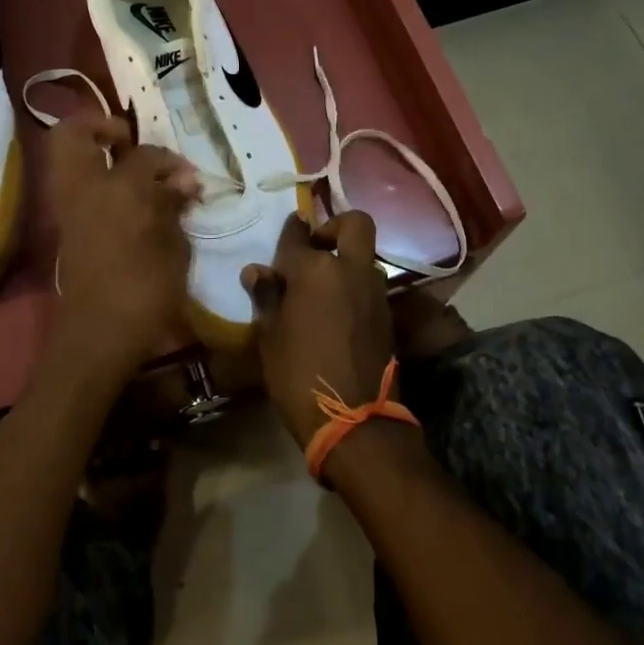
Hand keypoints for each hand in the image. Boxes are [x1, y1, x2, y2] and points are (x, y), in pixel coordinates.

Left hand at [47, 114, 199, 377]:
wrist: (99, 334)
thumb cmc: (147, 290)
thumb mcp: (174, 248)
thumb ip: (174, 207)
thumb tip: (183, 181)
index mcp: (120, 189)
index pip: (146, 155)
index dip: (171, 162)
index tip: (190, 179)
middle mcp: (87, 189)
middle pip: (73, 135)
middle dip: (99, 127)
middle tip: (127, 139)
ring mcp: (69, 208)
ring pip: (66, 159)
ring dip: (92, 152)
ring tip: (127, 167)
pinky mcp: (66, 228)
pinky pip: (73, 186)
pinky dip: (93, 179)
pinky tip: (125, 198)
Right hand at [241, 211, 395, 449]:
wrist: (355, 421)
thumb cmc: (299, 375)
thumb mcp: (270, 337)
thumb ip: (267, 297)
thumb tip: (257, 271)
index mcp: (314, 270)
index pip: (298, 235)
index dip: (290, 230)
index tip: (289, 227)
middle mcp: (349, 269)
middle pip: (354, 224)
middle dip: (335, 226)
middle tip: (316, 248)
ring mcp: (374, 291)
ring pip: (364, 255)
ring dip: (345, 260)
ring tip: (321, 287)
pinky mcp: (387, 314)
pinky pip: (370, 284)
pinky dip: (354, 286)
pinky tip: (336, 309)